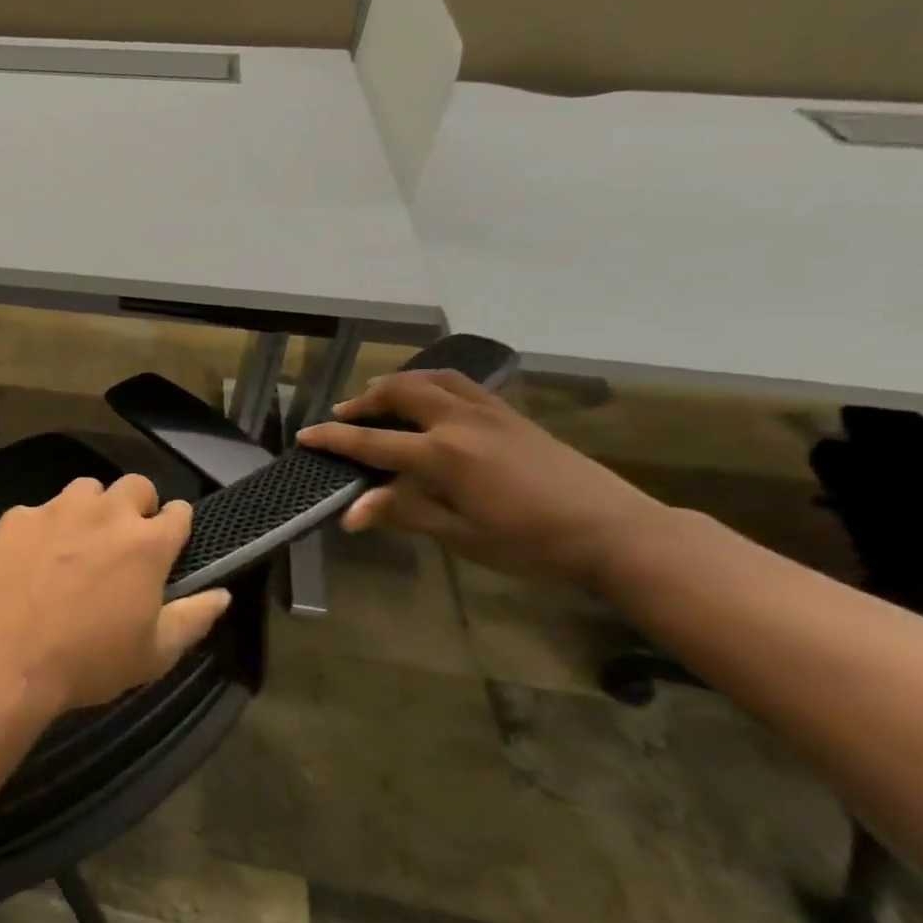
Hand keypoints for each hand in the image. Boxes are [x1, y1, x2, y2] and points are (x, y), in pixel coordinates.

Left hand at [0, 475, 232, 713]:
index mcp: (147, 543)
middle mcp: (106, 513)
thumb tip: (222, 593)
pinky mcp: (18, 516)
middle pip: (135, 485)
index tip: (169, 543)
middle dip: (138, 506)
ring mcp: (58, 509)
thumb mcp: (154, 654)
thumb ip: (194, 618)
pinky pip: (40, 510)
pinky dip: (44, 527)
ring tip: (78, 543)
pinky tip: (33, 559)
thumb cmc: (88, 660)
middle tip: (125, 541)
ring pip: (86, 489)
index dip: (176, 525)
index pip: (179, 511)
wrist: (5, 656)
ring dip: (91, 509)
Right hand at [296, 369, 670, 590]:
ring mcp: (491, 413)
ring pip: (434, 378)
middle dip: (366, 400)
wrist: (617, 533)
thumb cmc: (532, 544)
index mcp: (443, 455)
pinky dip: (434, 383)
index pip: (372, 441)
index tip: (305, 435)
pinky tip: (434, 401)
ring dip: (400, 382)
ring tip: (383, 396)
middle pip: (401, 392)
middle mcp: (461, 423)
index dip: (334, 438)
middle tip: (345, 415)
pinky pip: (463, 385)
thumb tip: (351, 513)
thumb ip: (404, 512)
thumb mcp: (461, 535)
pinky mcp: (514, 415)